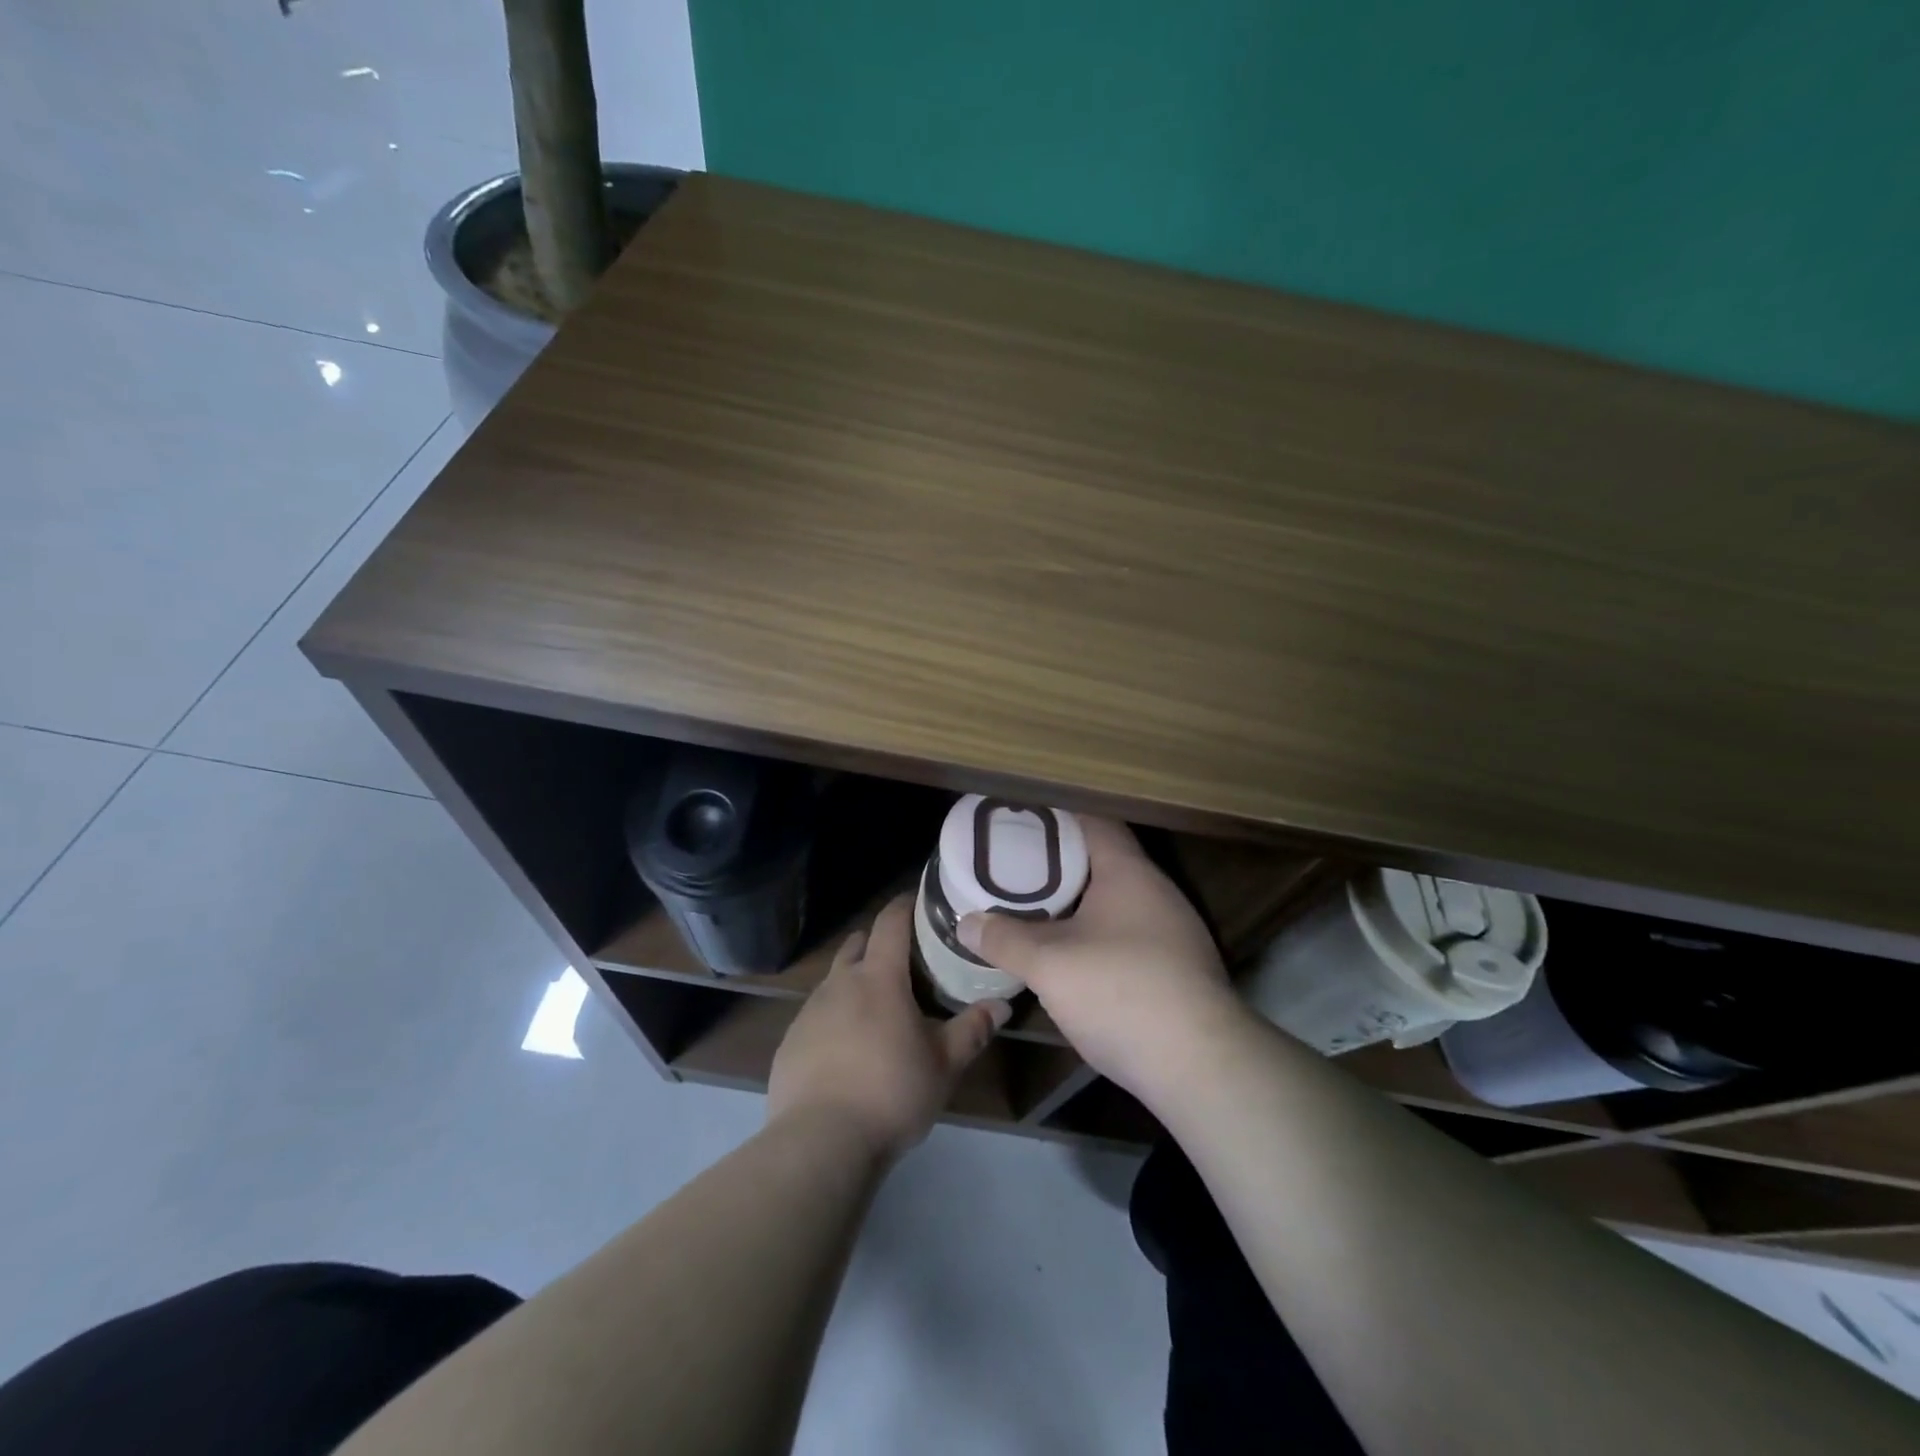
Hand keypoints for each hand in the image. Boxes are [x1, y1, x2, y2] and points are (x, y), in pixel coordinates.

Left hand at [769, 894, 1008, 1160]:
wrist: (820, 1142)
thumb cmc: (891, 1092)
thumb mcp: (943, 1065)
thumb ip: (972, 1030)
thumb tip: (1002, 1005)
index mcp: (879, 978)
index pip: (891, 922)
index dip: (905, 905)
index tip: (919, 901)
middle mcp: (840, 983)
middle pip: (857, 944)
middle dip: (878, 943)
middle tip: (904, 961)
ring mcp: (809, 1011)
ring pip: (835, 980)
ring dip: (855, 982)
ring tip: (876, 1010)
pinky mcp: (789, 1041)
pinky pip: (816, 1014)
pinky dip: (834, 1017)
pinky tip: (846, 1050)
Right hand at [957, 817, 1247, 1100]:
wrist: (1200, 1065)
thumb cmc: (1120, 991)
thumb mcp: (1049, 964)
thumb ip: (1005, 939)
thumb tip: (966, 922)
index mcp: (1128, 872)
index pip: (1093, 822)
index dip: (1056, 819)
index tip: (1020, 824)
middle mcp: (1156, 891)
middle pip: (1103, 861)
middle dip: (1059, 865)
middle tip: (1016, 870)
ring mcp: (1173, 931)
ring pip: (1116, 902)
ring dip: (1078, 904)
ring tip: (1035, 910)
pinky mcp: (1178, 969)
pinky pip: (1128, 934)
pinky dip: (1097, 934)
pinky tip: (1072, 957)